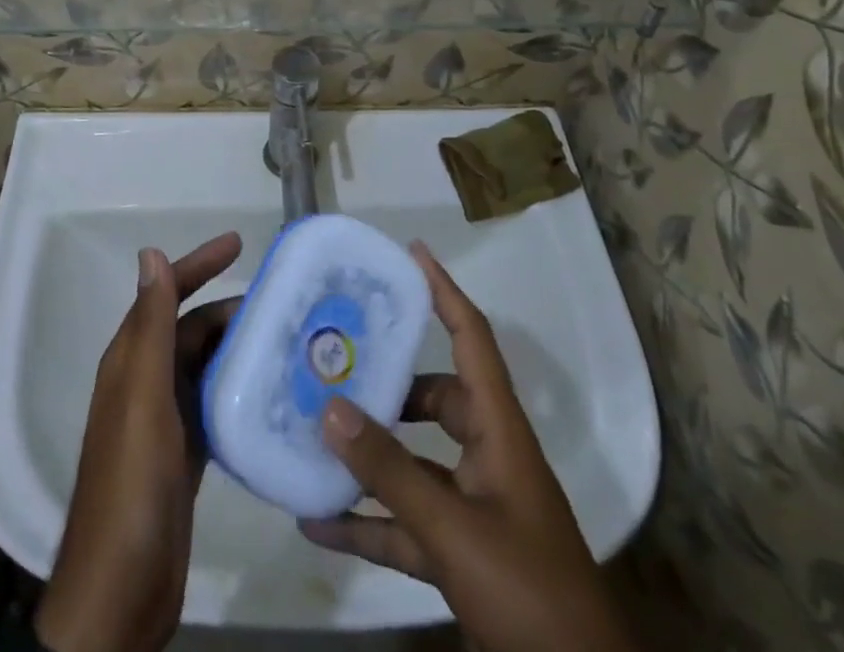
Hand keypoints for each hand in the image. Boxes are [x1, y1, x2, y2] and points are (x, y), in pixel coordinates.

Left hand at [35, 233, 242, 651]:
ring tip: (287, 341)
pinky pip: (216, 404)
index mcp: (131, 360)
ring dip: (239, 348)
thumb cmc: (131, 482)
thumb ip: (149, 325)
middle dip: (230, 309)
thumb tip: (150, 253)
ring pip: (206, 365)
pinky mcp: (185, 454)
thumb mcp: (143, 396)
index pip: (166, 294)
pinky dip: (240, 389)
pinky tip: (271, 392)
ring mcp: (166, 420)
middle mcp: (146, 381)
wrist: (121, 588)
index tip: (239, 244)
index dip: (198, 265)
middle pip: (191, 328)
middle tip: (282, 304)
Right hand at [300, 244, 635, 651]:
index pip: (472, 339)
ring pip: (414, 463)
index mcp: (499, 430)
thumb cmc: (529, 589)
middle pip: (436, 399)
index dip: (444, 291)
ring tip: (315, 433)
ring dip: (369, 456)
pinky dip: (366, 522)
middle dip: (389, 383)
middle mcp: (487, 457)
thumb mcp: (455, 529)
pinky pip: (405, 524)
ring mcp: (475, 507)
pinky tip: (316, 523)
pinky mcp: (461, 553)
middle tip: (339, 361)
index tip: (411, 253)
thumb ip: (391, 471)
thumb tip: (330, 407)